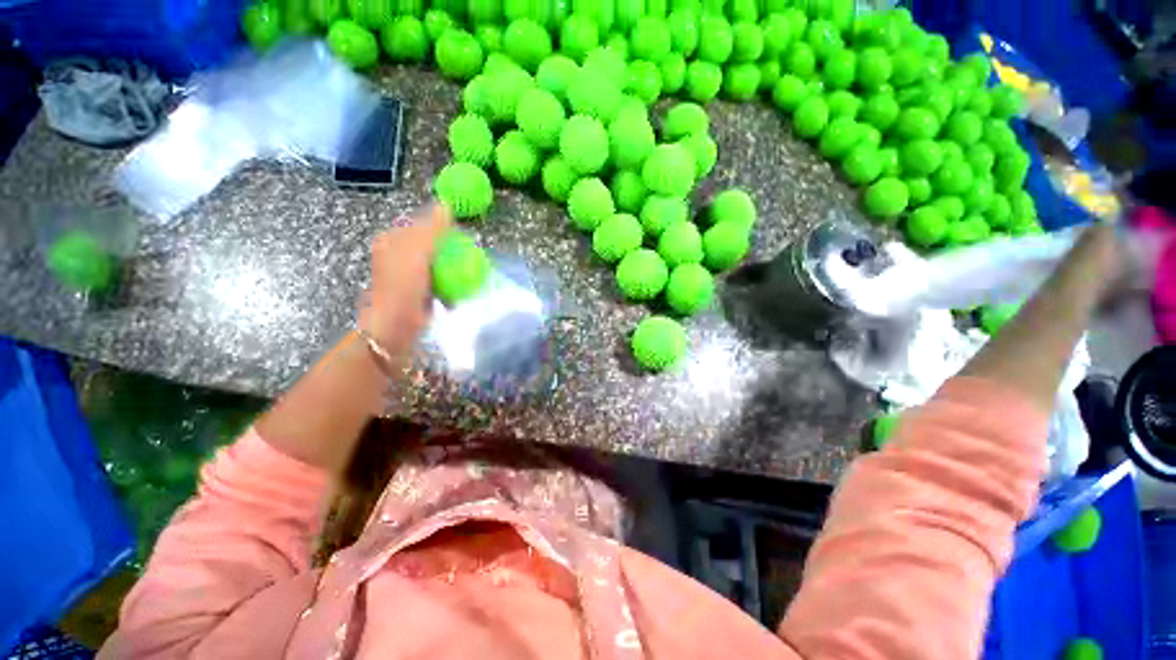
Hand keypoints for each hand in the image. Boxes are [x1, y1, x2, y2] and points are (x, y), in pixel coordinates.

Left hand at [359, 204, 450, 355]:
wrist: (394, 327)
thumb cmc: (403, 288)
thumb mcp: (418, 253)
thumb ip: (432, 229)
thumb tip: (446, 205)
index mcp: (393, 240)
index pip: (424, 225)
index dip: (445, 230)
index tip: (463, 242)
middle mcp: (398, 254)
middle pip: (433, 245)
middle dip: (451, 253)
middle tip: (467, 261)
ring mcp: (408, 274)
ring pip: (437, 264)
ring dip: (452, 272)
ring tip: (464, 279)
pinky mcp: (417, 291)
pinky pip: (438, 282)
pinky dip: (448, 287)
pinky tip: (454, 296)